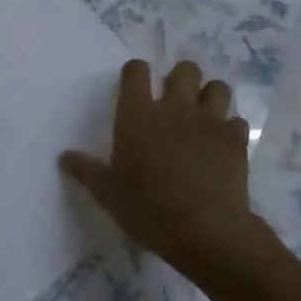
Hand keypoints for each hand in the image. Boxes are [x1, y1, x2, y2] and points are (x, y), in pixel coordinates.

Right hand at [61, 59, 257, 270]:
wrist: (205, 230)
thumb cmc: (148, 208)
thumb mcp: (108, 193)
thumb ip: (86, 170)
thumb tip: (64, 156)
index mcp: (138, 114)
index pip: (136, 72)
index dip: (136, 72)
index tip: (135, 84)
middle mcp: (174, 107)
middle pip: (185, 70)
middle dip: (181, 79)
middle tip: (174, 101)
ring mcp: (209, 121)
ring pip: (217, 87)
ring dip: (210, 96)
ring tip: (203, 115)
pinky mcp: (235, 140)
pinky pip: (236, 120)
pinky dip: (230, 128)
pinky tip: (222, 144)